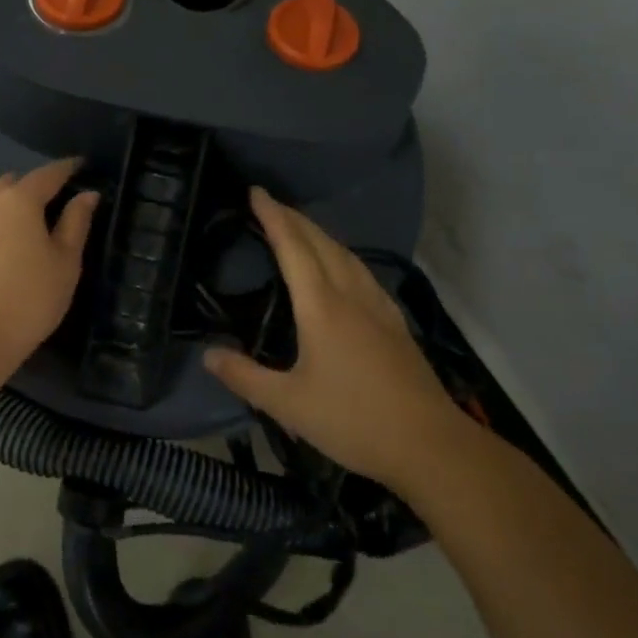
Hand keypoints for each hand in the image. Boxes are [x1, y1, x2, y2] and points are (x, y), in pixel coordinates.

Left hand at [0, 158, 99, 370]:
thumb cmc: (30, 297)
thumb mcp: (65, 261)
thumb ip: (76, 222)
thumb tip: (87, 194)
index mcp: (20, 200)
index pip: (48, 174)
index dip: (68, 168)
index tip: (83, 165)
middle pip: (17, 182)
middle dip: (38, 184)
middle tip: (61, 198)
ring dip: (16, 201)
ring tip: (38, 220)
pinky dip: (2, 218)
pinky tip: (13, 239)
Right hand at [204, 187, 462, 489]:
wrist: (429, 445)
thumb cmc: (353, 421)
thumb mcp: (288, 404)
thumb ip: (244, 376)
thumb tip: (207, 354)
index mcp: (321, 307)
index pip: (293, 248)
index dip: (273, 218)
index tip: (256, 192)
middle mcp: (350, 296)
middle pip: (321, 243)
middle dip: (294, 218)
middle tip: (270, 203)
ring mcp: (378, 307)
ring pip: (346, 255)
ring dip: (319, 234)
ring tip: (301, 227)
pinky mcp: (394, 324)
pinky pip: (363, 273)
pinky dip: (342, 256)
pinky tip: (344, 268)